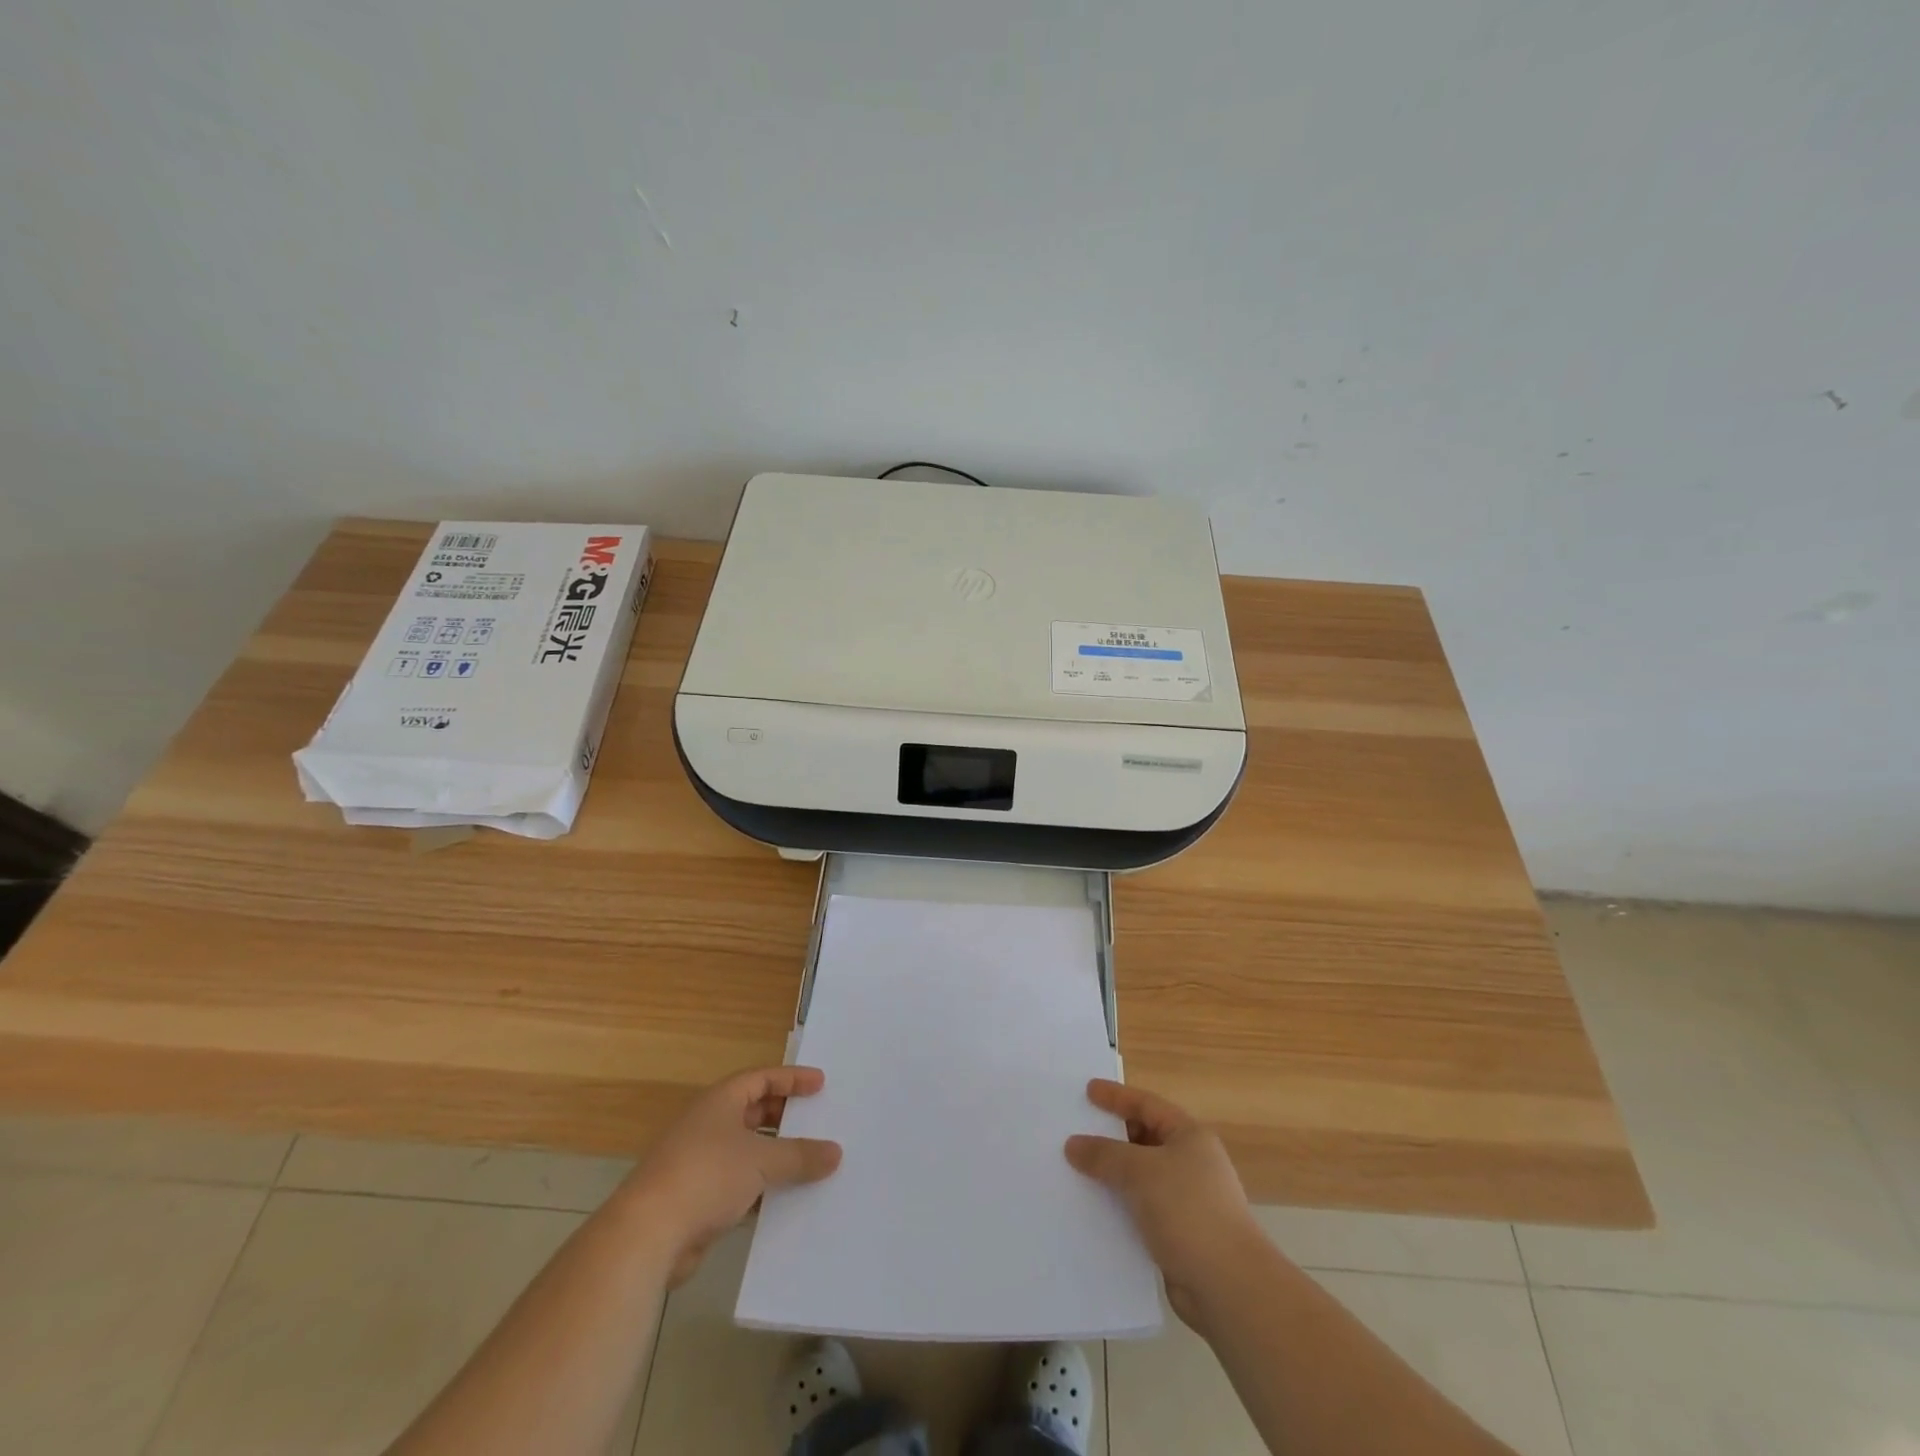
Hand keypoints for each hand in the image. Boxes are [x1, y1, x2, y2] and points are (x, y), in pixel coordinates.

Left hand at [619, 1065, 842, 1286]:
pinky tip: (786, 1202)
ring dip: (776, 1157)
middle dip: (785, 1118)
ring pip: (747, 1152)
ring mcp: (700, 1163)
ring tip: (811, 1163)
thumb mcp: (761, 1160)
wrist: (647, 1234)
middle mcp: (708, 1125)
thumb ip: (800, 1155)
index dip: (792, 1078)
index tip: (821, 1084)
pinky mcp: (697, 1200)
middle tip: (818, 1122)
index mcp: (720, 1101)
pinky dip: (762, 1189)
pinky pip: (739, 1186)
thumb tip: (836, 1152)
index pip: (761, 1078)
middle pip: (754, 1113)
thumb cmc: (706, 1175)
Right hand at [1065, 1079, 1260, 1328]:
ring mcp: (1185, 1201)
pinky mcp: (1178, 1235)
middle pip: (1143, 1139)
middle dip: (1110, 1136)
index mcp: (1190, 1137)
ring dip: (1111, 1175)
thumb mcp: (1140, 1171)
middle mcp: (1190, 1163)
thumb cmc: (1188, 1211)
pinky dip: (1118, 1206)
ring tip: (1075, 1170)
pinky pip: (1139, 1209)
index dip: (1116, 1096)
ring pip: (1139, 1177)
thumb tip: (1073, 1144)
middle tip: (1075, 1131)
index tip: (1087, 1091)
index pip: (1147, 1105)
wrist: (1228, 1287)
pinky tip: (1092, 1210)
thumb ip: (1104, 1154)